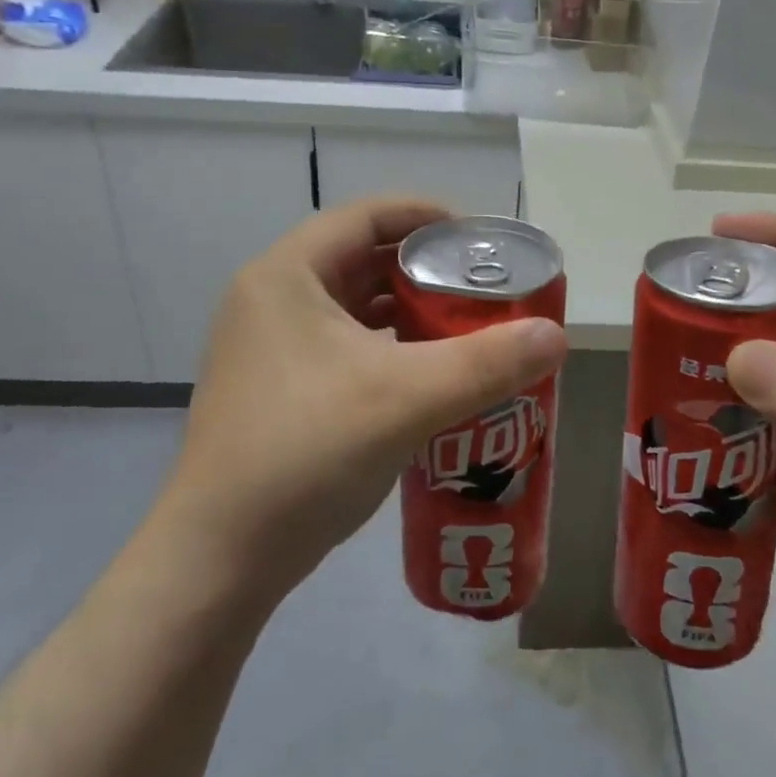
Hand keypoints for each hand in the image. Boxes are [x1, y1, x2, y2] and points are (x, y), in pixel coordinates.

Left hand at [164, 198, 566, 608]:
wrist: (218, 561)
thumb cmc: (305, 454)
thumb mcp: (407, 398)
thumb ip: (487, 362)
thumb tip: (557, 335)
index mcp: (286, 275)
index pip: (366, 215)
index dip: (427, 216)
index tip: (480, 241)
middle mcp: (271, 299)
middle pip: (361, 258)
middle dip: (426, 269)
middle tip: (483, 288)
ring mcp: (268, 347)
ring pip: (353, 306)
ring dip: (409, 311)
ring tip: (467, 327)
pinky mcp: (275, 389)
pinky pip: (343, 346)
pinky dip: (388, 348)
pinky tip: (428, 375)